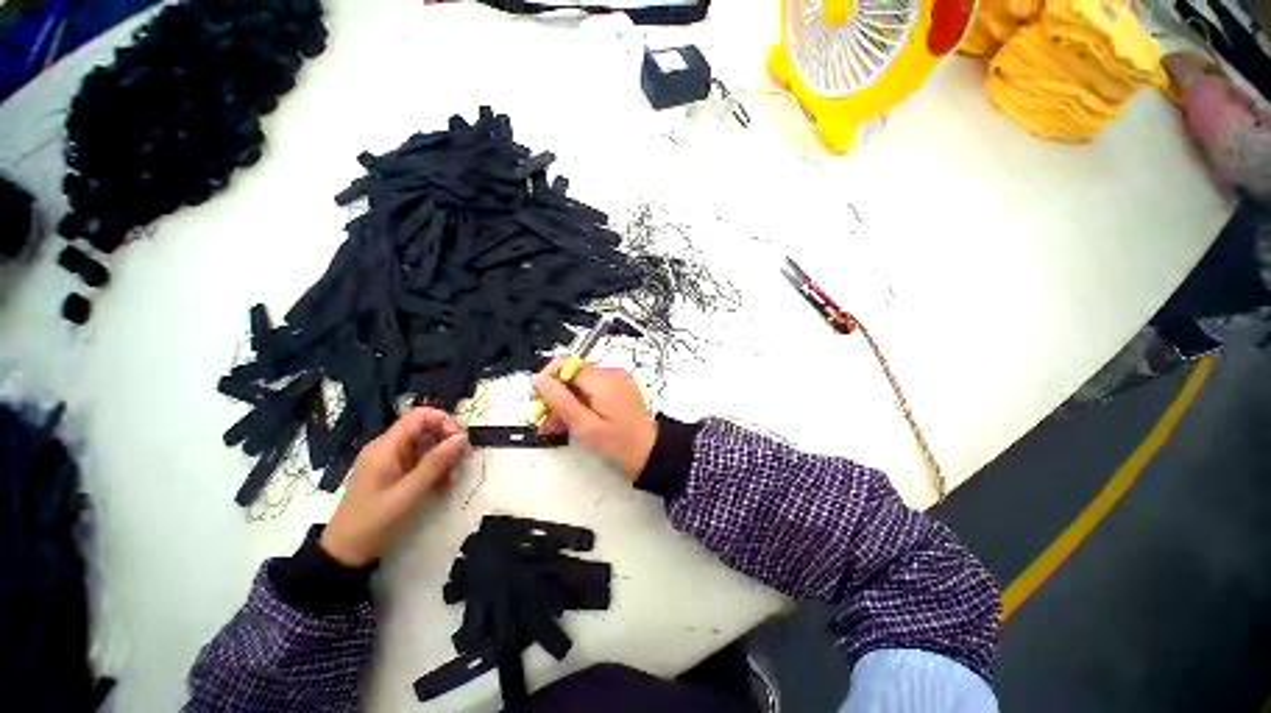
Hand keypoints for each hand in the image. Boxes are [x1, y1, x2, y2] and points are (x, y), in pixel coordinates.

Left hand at [320, 408, 467, 565]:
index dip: (444, 421)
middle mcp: (388, 448)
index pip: (419, 415)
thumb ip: (435, 463)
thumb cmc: (374, 521)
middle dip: (447, 441)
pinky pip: (420, 460)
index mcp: (386, 447)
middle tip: (462, 461)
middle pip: (425, 429)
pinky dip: (435, 469)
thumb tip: (462, 437)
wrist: (345, 553)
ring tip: (452, 479)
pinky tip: (442, 486)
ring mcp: (390, 460)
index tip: (460, 440)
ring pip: (425, 445)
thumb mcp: (408, 493)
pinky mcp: (394, 473)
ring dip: (443, 458)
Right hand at [533, 361, 655, 481]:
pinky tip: (573, 423)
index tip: (539, 403)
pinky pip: (593, 391)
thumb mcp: (584, 426)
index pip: (565, 365)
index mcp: (602, 379)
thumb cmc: (618, 443)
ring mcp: (616, 382)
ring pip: (580, 385)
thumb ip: (560, 400)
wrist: (651, 453)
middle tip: (545, 422)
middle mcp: (610, 374)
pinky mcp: (619, 391)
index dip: (548, 382)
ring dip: (566, 403)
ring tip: (556, 428)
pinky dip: (581, 404)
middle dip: (555, 396)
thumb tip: (539, 379)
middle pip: (572, 376)